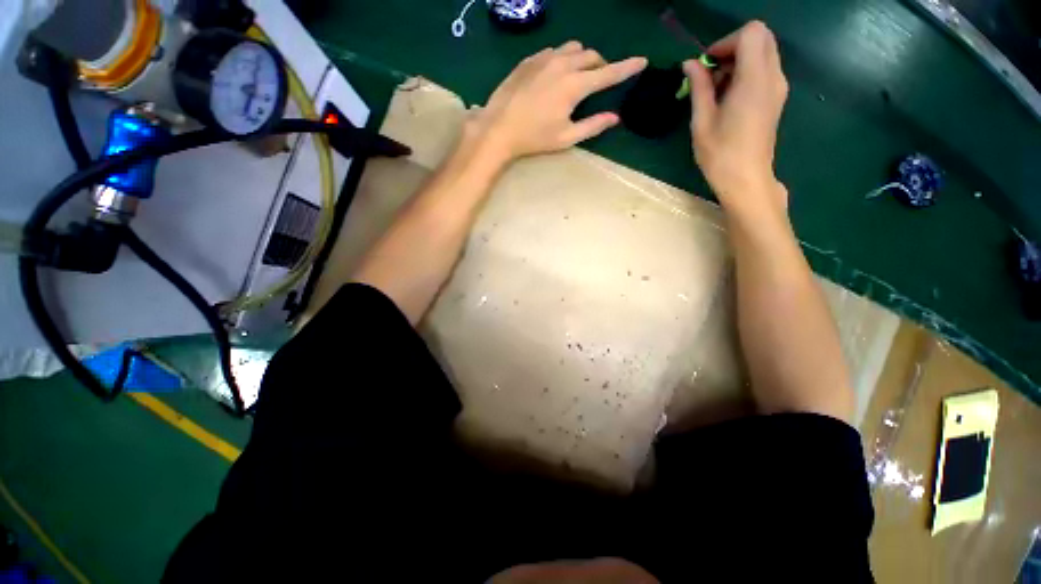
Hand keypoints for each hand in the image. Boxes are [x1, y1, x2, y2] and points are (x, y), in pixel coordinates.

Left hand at [469, 41, 646, 161]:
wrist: (499, 127)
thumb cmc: (534, 138)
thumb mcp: (566, 138)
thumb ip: (593, 126)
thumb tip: (615, 118)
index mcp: (575, 85)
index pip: (609, 73)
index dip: (627, 67)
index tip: (642, 61)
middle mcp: (563, 64)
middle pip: (592, 56)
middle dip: (601, 65)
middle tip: (599, 82)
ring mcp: (544, 58)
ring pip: (573, 48)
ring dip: (582, 58)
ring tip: (578, 76)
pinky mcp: (530, 59)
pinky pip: (554, 50)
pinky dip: (562, 58)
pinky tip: (555, 74)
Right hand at [684, 21, 788, 213]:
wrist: (746, 179)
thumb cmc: (720, 154)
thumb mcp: (702, 121)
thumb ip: (699, 87)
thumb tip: (690, 64)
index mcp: (754, 80)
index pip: (751, 33)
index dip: (726, 42)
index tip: (707, 65)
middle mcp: (773, 76)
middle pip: (761, 37)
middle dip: (733, 47)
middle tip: (711, 74)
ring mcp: (778, 87)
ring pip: (763, 52)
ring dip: (739, 61)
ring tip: (717, 90)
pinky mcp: (777, 98)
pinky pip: (764, 69)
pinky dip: (746, 73)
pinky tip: (728, 98)